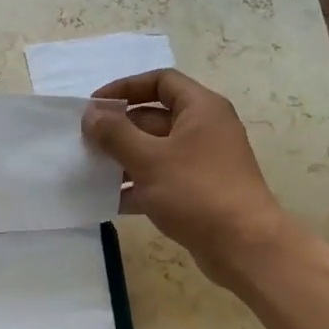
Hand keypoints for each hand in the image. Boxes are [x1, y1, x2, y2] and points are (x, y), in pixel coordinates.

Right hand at [83, 69, 303, 286]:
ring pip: (155, 151)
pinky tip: (107, 200)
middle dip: (118, 129)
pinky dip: (136, 186)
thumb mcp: (149, 159)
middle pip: (154, 117)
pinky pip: (161, 180)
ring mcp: (202, 163)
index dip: (126, 88)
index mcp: (201, 109)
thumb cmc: (196, 192)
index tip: (95, 105)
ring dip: (123, 159)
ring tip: (90, 171)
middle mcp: (204, 130)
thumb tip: (91, 114)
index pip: (161, 81)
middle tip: (85, 143)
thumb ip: (115, 133)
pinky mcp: (198, 192)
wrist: (243, 246)